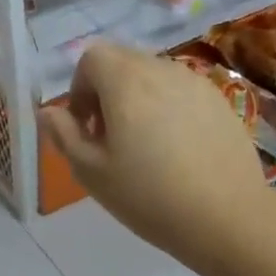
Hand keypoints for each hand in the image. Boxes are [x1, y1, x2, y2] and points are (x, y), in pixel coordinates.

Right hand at [39, 42, 270, 269]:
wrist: (227, 217)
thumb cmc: (149, 196)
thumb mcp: (92, 172)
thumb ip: (64, 135)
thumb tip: (48, 112)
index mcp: (125, 82)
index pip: (92, 58)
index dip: (79, 88)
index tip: (85, 127)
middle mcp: (161, 70)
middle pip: (122, 61)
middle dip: (106, 91)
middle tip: (109, 138)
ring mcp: (196, 83)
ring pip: (153, 75)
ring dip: (137, 98)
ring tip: (143, 145)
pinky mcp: (220, 101)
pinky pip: (181, 91)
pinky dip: (167, 108)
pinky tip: (176, 150)